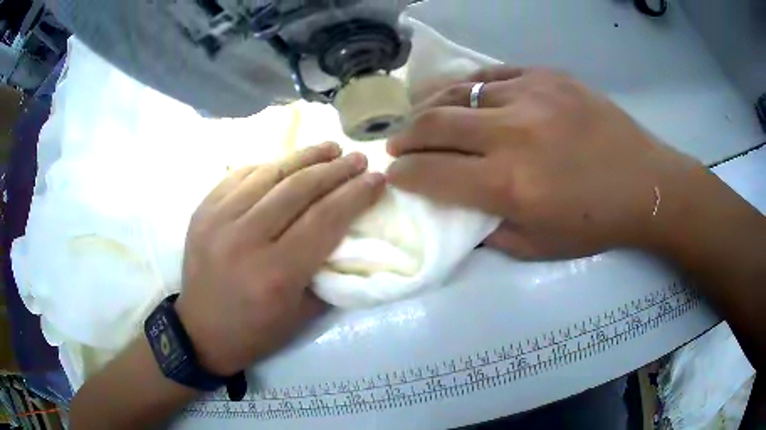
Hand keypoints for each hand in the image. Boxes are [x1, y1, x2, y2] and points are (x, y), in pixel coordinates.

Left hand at [175, 143, 384, 375]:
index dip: (356, 194)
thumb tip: (347, 230)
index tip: (377, 179)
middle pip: (299, 189)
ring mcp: (218, 220)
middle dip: (336, 169)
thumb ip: (327, 270)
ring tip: (330, 147)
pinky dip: (269, 165)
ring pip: (269, 174)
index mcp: (276, 273)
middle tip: (358, 158)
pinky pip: (240, 175)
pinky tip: (287, 162)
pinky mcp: (203, 211)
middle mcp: (245, 240)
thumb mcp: (304, 315)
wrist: (201, 332)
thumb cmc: (257, 331)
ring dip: (305, 157)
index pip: (325, 219)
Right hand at [388, 67, 704, 258]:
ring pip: (459, 91)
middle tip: (394, 144)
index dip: (403, 174)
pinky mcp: (548, 76)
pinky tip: (462, 96)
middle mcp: (514, 133)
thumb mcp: (538, 247)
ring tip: (419, 117)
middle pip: (435, 124)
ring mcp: (532, 95)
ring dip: (429, 106)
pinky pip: (493, 74)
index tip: (393, 174)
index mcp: (509, 184)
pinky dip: (468, 86)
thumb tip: (457, 212)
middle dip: (404, 136)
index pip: (432, 172)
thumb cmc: (595, 224)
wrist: (646, 184)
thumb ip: (489, 231)